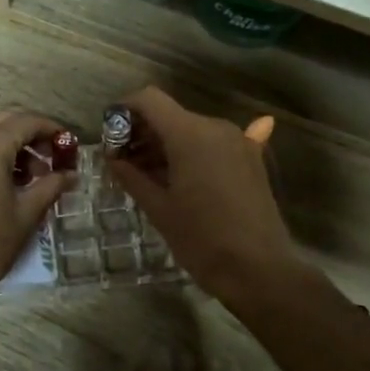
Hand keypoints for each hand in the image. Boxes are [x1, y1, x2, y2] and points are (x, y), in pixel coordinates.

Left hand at [0, 110, 71, 306]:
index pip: (27, 121)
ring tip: (28, 176)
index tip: (68, 144)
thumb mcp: (26, 214)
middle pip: (3, 120)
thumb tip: (71, 175)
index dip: (52, 129)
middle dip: (30, 134)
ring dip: (8, 144)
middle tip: (50, 157)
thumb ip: (51, 186)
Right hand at [106, 87, 300, 304]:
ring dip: (168, 145)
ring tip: (150, 176)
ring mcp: (239, 141)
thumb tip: (112, 157)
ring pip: (193, 130)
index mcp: (189, 134)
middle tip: (124, 164)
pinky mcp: (252, 159)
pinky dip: (197, 151)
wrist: (258, 270)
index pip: (149, 99)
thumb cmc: (201, 239)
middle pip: (171, 115)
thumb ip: (131, 176)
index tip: (111, 135)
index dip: (125, 110)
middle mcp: (216, 127)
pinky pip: (217, 145)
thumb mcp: (159, 209)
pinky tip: (190, 163)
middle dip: (144, 133)